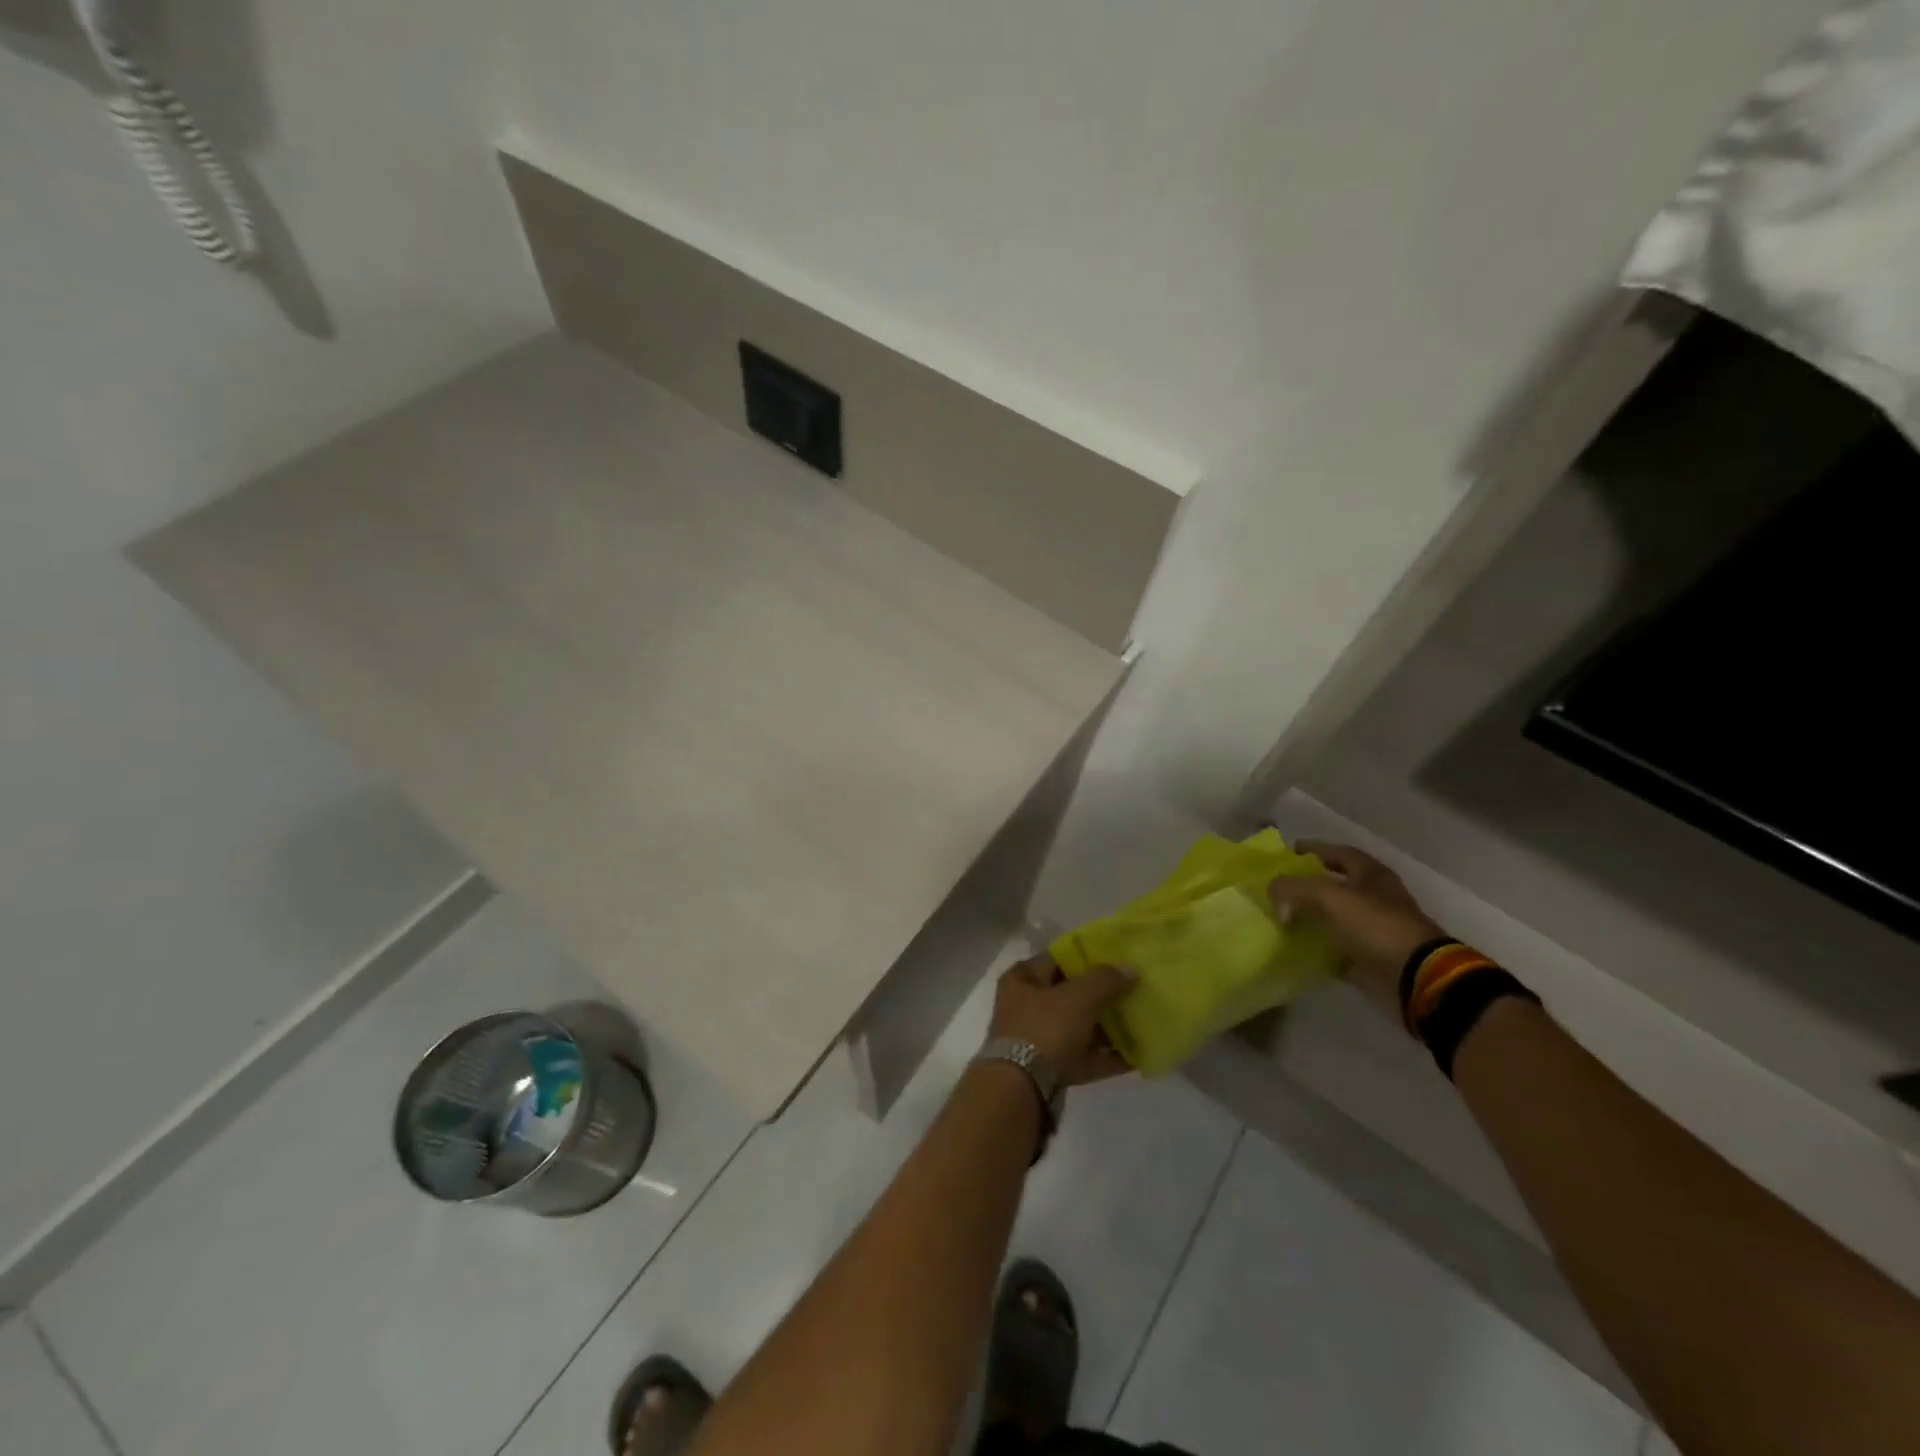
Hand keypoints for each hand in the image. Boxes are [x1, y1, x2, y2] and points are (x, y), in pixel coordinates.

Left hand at [988, 955, 1136, 1085]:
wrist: (1022, 1089)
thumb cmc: (1045, 1028)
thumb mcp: (1078, 996)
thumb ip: (1105, 980)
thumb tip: (1130, 969)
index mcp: (1023, 979)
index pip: (1058, 958)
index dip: (1087, 956)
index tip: (1118, 957)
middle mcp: (1027, 1006)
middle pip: (1071, 994)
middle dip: (1102, 994)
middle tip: (1136, 989)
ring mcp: (1039, 1040)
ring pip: (1080, 1028)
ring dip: (1109, 1027)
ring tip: (1142, 1021)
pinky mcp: (1052, 1070)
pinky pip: (1085, 1058)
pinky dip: (1107, 1057)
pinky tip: (1137, 1056)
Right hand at [1267, 841, 1447, 1015]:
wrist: (1415, 977)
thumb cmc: (1376, 925)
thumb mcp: (1329, 896)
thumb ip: (1294, 888)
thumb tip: (1273, 892)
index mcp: (1371, 875)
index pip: (1339, 852)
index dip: (1314, 848)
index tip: (1289, 850)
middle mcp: (1374, 898)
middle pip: (1335, 885)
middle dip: (1307, 885)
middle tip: (1279, 887)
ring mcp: (1373, 930)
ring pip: (1334, 917)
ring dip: (1310, 917)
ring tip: (1280, 916)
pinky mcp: (1368, 958)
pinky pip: (1336, 948)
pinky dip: (1317, 947)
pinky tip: (1295, 947)